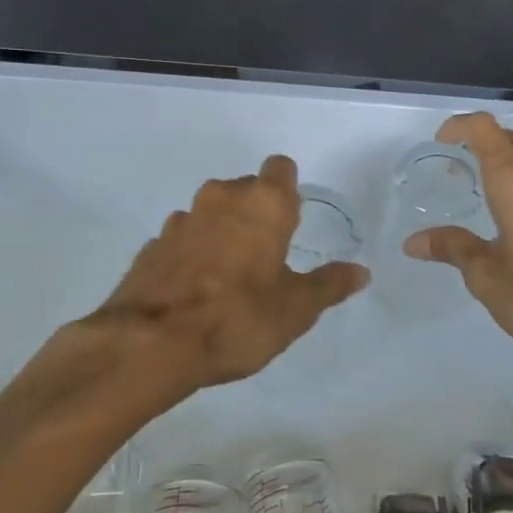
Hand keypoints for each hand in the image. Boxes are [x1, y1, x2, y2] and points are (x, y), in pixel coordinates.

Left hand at [86, 155, 368, 394]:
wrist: (151, 343)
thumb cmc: (237, 319)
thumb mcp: (295, 309)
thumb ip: (329, 285)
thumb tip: (360, 272)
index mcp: (263, 204)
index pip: (281, 169)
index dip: (289, 190)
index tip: (292, 222)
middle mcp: (220, 199)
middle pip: (245, 189)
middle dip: (256, 213)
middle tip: (266, 256)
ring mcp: (181, 220)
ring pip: (210, 213)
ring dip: (222, 232)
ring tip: (229, 278)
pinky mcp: (152, 245)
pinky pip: (182, 239)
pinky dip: (191, 254)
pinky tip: (195, 291)